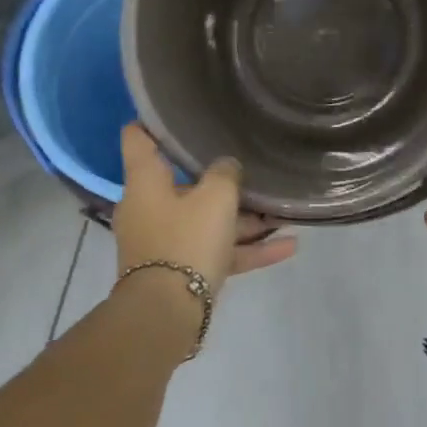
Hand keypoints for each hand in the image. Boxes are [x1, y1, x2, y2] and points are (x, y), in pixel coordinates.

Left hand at [114, 124, 297, 296]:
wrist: (167, 314)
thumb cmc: (186, 239)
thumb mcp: (216, 196)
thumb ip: (226, 172)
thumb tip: (226, 167)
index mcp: (146, 181)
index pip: (138, 138)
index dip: (155, 121)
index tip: (179, 112)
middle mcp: (150, 207)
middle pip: (185, 183)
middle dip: (220, 178)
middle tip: (250, 164)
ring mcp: (165, 241)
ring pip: (207, 220)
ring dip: (243, 218)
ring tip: (282, 211)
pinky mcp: (182, 270)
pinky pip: (218, 251)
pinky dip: (247, 248)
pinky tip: (288, 246)